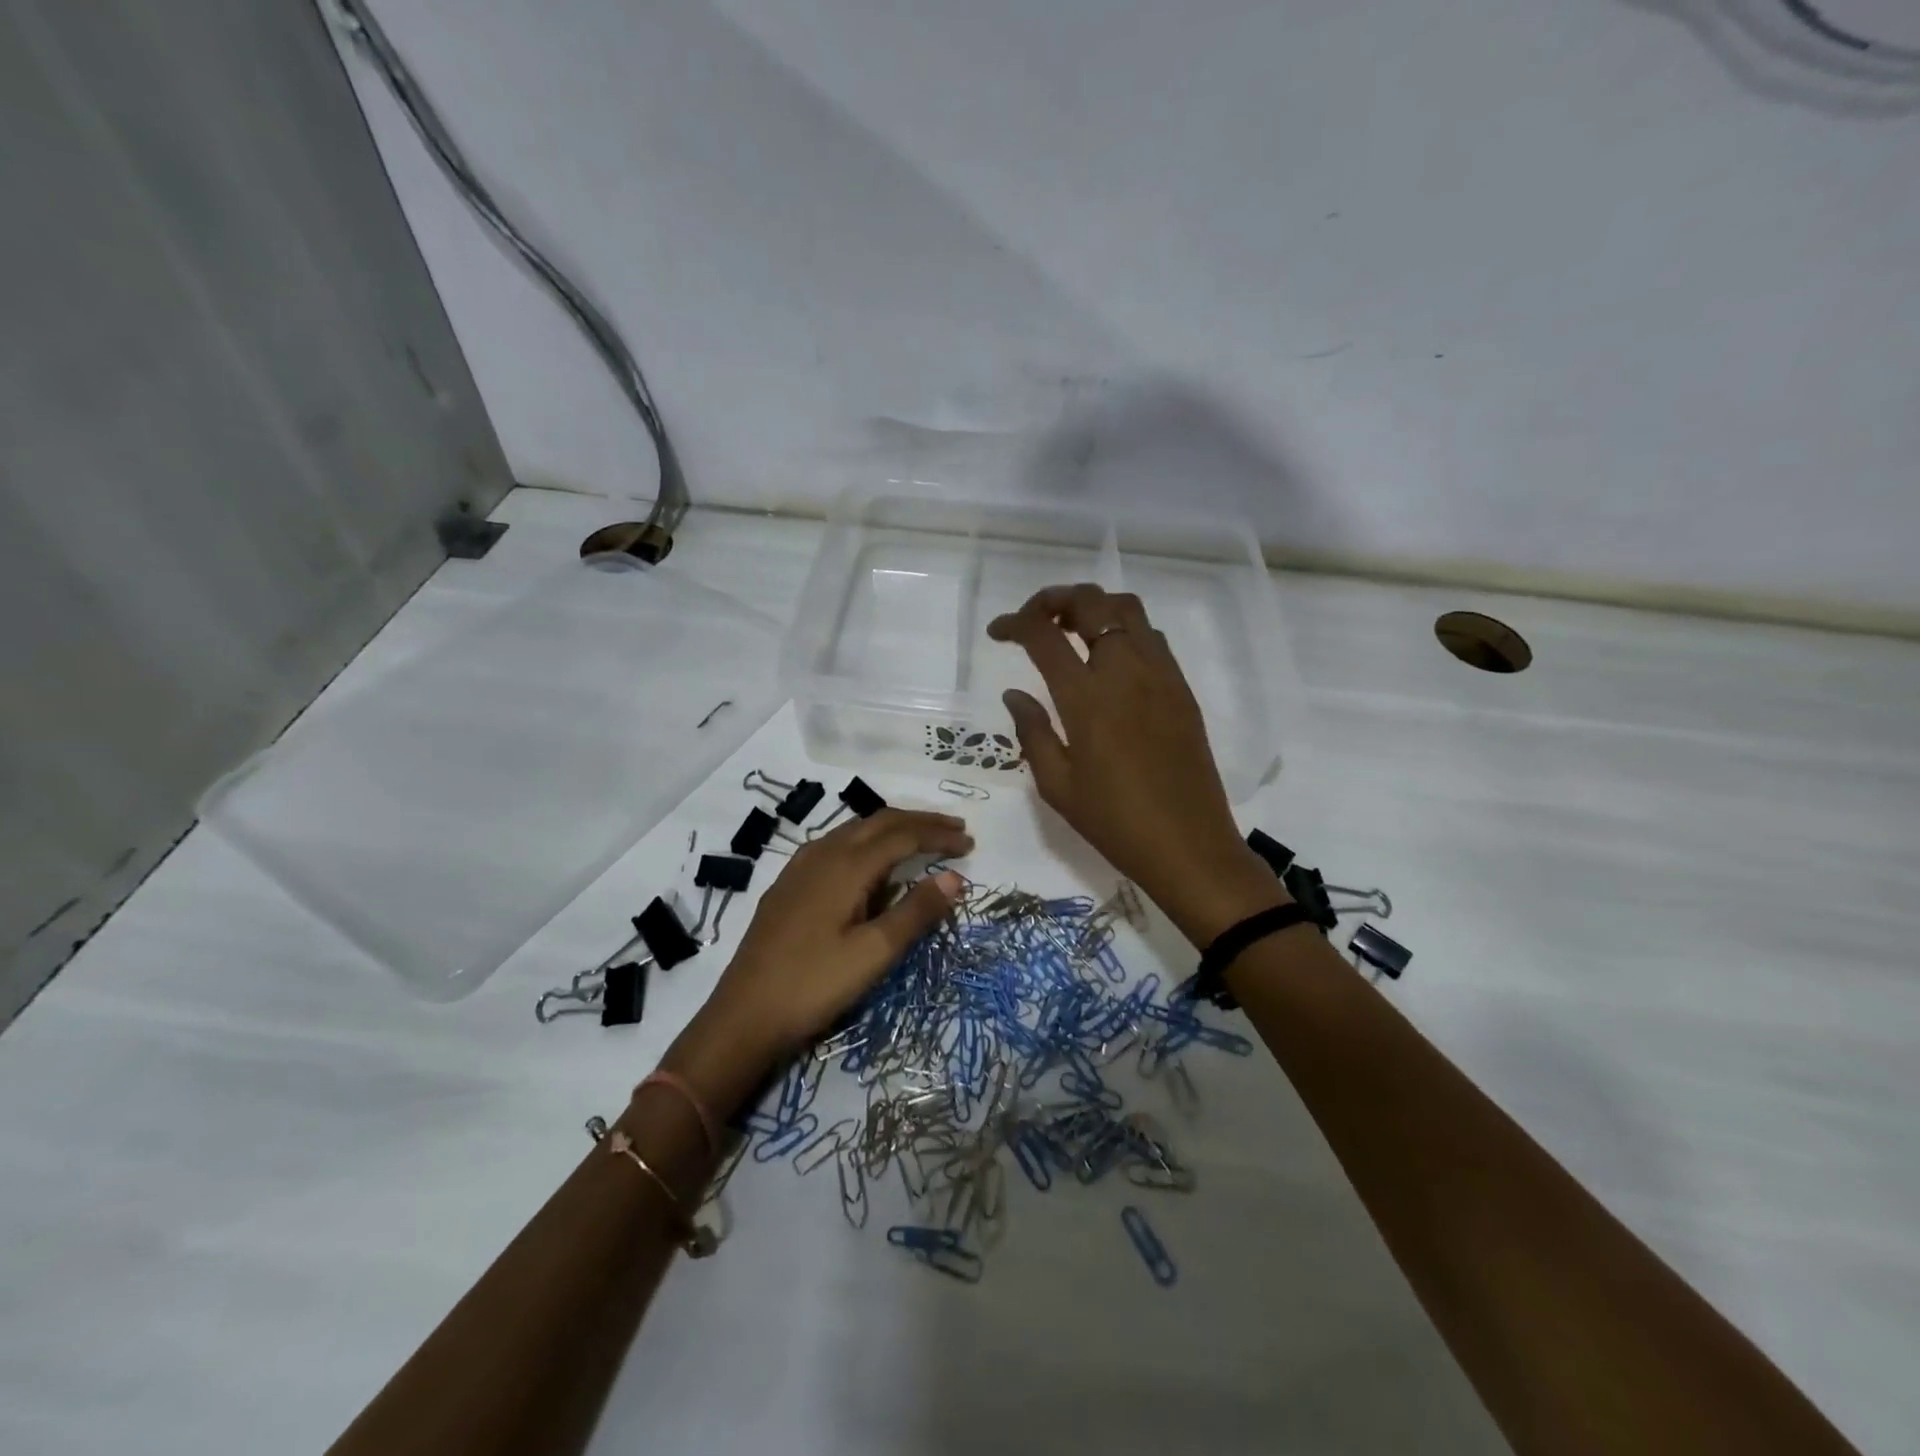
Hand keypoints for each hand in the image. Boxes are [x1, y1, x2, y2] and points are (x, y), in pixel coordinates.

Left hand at [663, 809, 971, 1110]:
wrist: (743, 1015)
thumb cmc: (814, 985)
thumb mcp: (874, 953)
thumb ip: (916, 912)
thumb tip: (955, 877)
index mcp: (846, 865)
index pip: (903, 835)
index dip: (938, 834)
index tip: (970, 841)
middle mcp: (822, 853)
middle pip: (879, 822)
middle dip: (920, 822)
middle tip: (955, 829)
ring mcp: (801, 867)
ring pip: (856, 830)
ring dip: (893, 830)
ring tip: (922, 839)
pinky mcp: (789, 884)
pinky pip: (837, 845)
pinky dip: (867, 843)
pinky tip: (872, 864)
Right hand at [988, 584, 1283, 945]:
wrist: (1188, 846)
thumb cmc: (1114, 822)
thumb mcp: (1057, 785)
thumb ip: (1032, 731)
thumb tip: (1015, 694)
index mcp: (1086, 698)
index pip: (1044, 635)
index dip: (1015, 623)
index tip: (998, 631)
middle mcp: (1124, 672)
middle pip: (1091, 603)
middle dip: (1055, 598)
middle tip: (1035, 619)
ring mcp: (1160, 675)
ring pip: (1128, 610)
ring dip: (1094, 607)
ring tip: (1071, 629)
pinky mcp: (1182, 689)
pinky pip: (1152, 637)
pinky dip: (1124, 630)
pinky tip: (1110, 659)